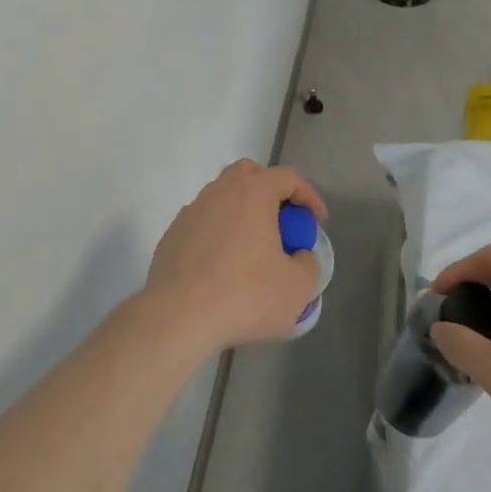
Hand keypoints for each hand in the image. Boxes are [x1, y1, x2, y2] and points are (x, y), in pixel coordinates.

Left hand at [138, 160, 327, 357]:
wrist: (178, 316)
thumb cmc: (245, 296)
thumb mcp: (297, 287)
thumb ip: (308, 264)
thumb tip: (299, 256)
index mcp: (253, 193)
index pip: (288, 177)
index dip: (309, 196)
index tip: (318, 222)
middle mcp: (220, 191)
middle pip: (249, 175)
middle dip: (270, 192)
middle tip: (283, 224)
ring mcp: (192, 211)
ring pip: (222, 198)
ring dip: (242, 214)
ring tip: (253, 248)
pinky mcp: (173, 234)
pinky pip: (203, 223)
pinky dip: (219, 234)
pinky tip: (223, 265)